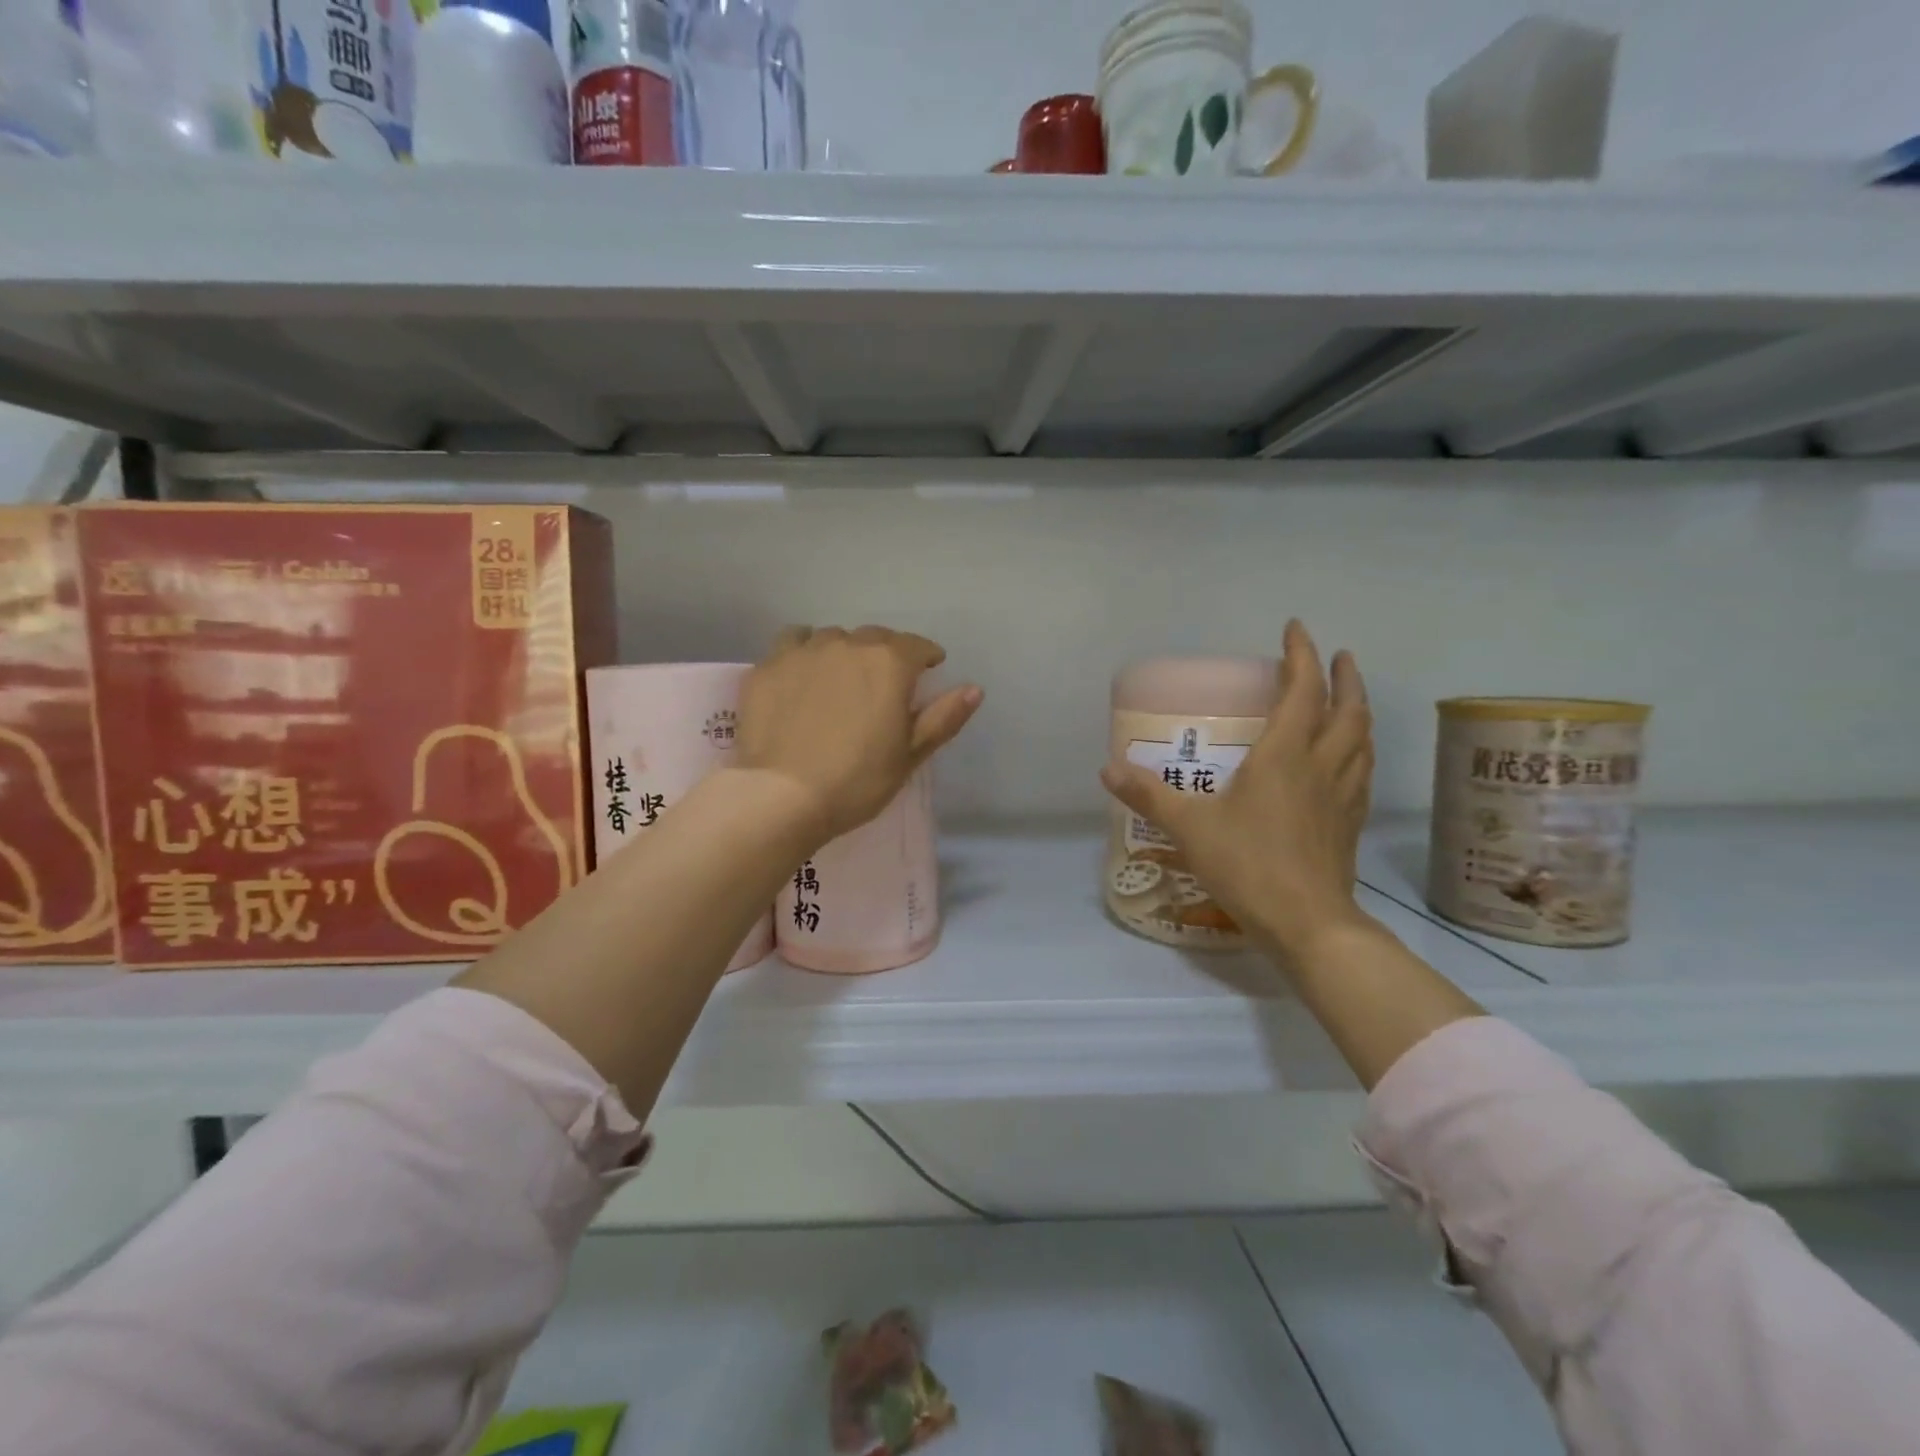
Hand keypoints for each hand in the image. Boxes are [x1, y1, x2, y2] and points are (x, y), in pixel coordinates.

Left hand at [738, 625, 983, 847]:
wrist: (783, 796)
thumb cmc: (857, 780)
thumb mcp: (910, 755)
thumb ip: (943, 717)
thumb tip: (974, 689)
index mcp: (889, 663)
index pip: (917, 646)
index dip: (926, 657)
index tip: (929, 669)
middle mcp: (848, 645)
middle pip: (874, 637)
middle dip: (885, 654)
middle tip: (883, 683)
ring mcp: (803, 652)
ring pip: (832, 637)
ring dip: (843, 651)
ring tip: (840, 678)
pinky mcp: (767, 667)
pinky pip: (792, 644)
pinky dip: (803, 652)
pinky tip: (802, 675)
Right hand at [1100, 621, 1372, 962]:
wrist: (1306, 923)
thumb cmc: (1247, 865)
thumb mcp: (1188, 827)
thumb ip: (1148, 795)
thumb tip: (1107, 769)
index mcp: (1285, 755)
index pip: (1301, 690)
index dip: (1301, 656)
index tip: (1296, 628)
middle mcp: (1321, 765)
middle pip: (1347, 709)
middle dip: (1343, 677)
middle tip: (1337, 656)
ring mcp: (1342, 795)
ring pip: (1362, 739)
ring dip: (1358, 710)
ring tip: (1348, 699)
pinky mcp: (1350, 823)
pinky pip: (1361, 771)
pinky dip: (1359, 750)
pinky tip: (1349, 760)